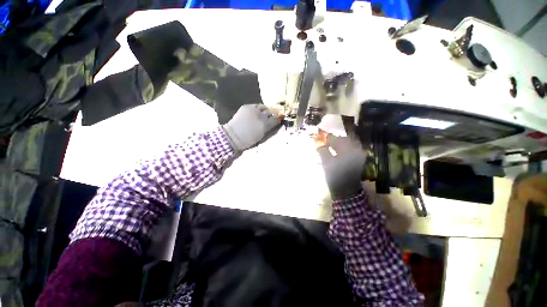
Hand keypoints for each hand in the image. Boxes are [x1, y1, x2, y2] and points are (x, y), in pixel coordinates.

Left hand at [222, 104, 281, 151]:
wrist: (232, 136)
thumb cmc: (248, 140)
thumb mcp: (262, 136)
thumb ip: (269, 128)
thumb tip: (276, 123)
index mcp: (265, 125)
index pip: (276, 119)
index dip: (279, 118)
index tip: (281, 118)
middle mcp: (261, 115)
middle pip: (271, 111)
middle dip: (273, 113)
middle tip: (272, 116)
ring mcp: (253, 109)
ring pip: (264, 107)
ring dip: (266, 110)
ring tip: (265, 113)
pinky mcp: (247, 106)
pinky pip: (256, 105)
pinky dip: (258, 108)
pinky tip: (256, 112)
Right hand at [317, 135, 365, 199]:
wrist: (346, 190)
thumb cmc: (335, 176)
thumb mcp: (326, 163)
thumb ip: (322, 151)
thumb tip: (318, 142)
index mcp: (347, 150)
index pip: (336, 139)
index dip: (327, 137)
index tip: (319, 136)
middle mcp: (355, 149)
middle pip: (343, 139)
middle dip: (333, 138)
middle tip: (324, 140)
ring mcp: (359, 154)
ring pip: (348, 143)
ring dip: (338, 142)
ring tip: (330, 144)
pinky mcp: (359, 158)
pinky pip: (351, 148)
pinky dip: (343, 146)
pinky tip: (337, 149)